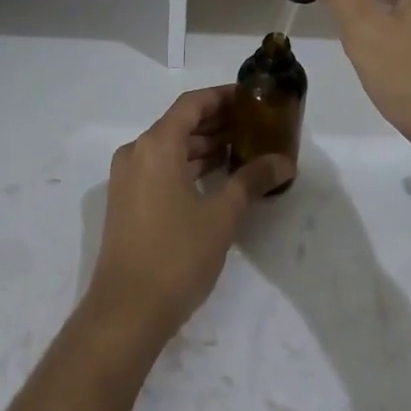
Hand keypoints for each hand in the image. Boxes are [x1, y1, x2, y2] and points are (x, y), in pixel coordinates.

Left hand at [85, 87, 292, 345]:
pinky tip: (214, 177)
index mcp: (156, 145)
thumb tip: (284, 161)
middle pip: (179, 123)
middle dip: (216, 121)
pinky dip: (186, 165)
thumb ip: (252, 180)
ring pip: (169, 147)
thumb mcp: (222, 216)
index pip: (192, 103)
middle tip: (253, 123)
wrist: (125, 313)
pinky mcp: (126, 201)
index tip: (250, 97)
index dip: (222, 96)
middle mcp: (137, 152)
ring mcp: (127, 178)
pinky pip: (159, 167)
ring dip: (202, 145)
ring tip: (240, 148)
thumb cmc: (176, 255)